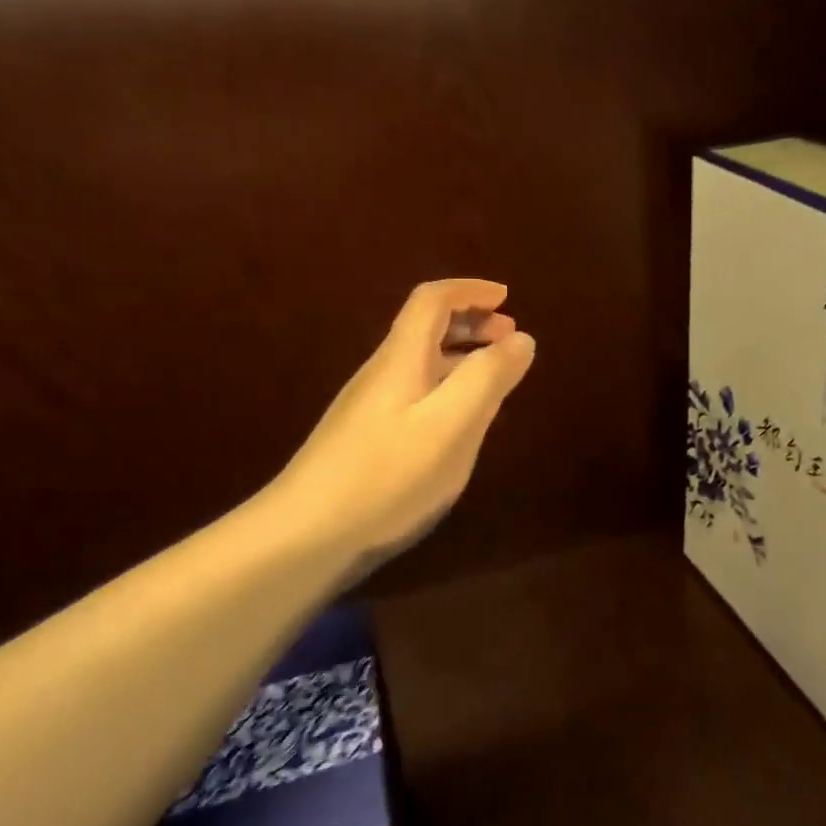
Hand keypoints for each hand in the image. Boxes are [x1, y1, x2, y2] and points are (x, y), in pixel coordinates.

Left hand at [262, 279, 534, 575]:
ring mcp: (372, 406)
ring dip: (462, 355)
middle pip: (426, 327)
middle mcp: (384, 372)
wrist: (304, 535)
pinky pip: (418, 392)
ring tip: (496, 375)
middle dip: (471, 322)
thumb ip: (488, 378)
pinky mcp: (368, 437)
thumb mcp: (450, 425)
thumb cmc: (386, 475)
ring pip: (423, 362)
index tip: (506, 297)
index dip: (470, 291)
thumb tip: (521, 340)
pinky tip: (462, 421)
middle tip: (510, 337)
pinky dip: (448, 388)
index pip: (433, 301)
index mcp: (403, 358)